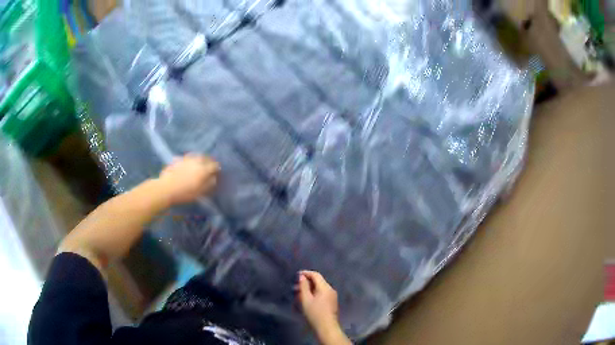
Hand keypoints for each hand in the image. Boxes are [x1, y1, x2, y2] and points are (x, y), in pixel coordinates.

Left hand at [157, 154, 219, 204]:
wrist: (166, 188)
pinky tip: (187, 164)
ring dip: (199, 158)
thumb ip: (208, 184)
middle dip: (208, 161)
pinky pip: (185, 158)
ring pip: (195, 155)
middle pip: (205, 157)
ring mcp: (185, 159)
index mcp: (203, 169)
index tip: (217, 171)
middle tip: (209, 165)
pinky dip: (188, 160)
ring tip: (199, 163)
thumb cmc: (184, 193)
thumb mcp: (199, 192)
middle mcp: (195, 161)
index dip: (217, 168)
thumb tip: (214, 178)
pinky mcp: (177, 160)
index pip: (214, 165)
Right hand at [296, 271, 351, 344]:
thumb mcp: (306, 299)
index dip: (306, 273)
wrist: (326, 327)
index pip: (316, 275)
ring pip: (319, 288)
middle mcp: (330, 289)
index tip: (296, 275)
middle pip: (318, 281)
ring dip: (309, 289)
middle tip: (295, 286)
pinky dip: (314, 293)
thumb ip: (303, 287)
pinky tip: (306, 300)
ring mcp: (332, 296)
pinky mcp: (331, 302)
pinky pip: (322, 293)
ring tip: (299, 294)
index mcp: (325, 287)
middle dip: (307, 282)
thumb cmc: (315, 313)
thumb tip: (302, 277)